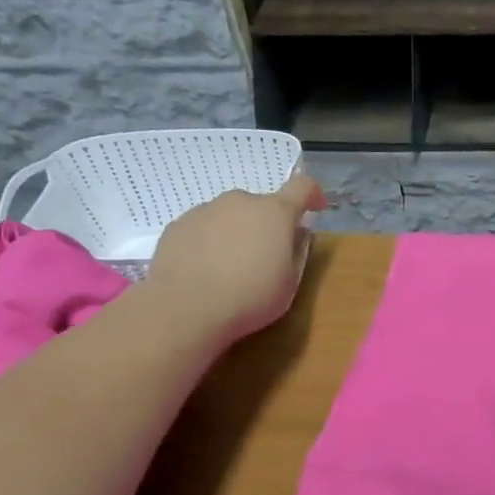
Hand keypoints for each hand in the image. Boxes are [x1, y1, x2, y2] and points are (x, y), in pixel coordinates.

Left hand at [143, 169, 326, 342]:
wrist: (185, 308)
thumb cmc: (250, 297)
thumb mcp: (289, 283)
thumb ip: (297, 252)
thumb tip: (297, 233)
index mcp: (275, 213)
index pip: (302, 186)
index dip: (312, 194)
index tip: (315, 208)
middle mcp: (240, 202)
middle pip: (261, 205)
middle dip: (267, 225)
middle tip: (264, 257)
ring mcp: (205, 210)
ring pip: (230, 215)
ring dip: (236, 232)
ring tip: (229, 268)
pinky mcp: (178, 225)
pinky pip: (203, 228)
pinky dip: (209, 242)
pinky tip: (204, 270)